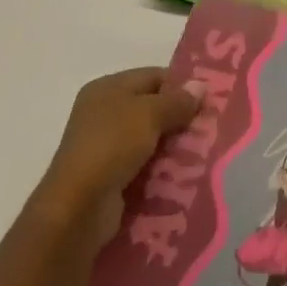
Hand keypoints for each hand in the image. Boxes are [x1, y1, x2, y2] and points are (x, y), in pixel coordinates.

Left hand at [38, 67, 198, 248]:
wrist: (77, 209)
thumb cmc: (112, 146)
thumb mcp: (150, 114)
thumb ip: (177, 100)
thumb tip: (201, 86)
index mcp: (107, 88)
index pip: (153, 76)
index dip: (181, 85)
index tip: (208, 99)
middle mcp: (103, 113)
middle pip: (152, 108)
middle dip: (180, 118)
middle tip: (209, 127)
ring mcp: (104, 147)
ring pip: (150, 139)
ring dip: (173, 146)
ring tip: (203, 152)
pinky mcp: (109, 177)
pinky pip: (143, 165)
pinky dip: (161, 168)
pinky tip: (184, 174)